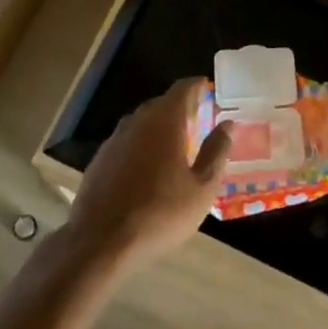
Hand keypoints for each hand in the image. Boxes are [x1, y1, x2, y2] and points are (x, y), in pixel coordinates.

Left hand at [66, 78, 231, 271]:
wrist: (100, 242)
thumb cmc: (160, 213)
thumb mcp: (201, 188)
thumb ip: (216, 152)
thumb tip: (227, 124)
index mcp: (164, 120)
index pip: (184, 88)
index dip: (199, 87)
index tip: (211, 92)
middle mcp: (137, 121)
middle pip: (162, 104)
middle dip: (182, 108)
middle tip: (200, 122)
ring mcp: (114, 139)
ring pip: (143, 123)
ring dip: (160, 128)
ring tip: (176, 146)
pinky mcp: (100, 159)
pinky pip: (127, 142)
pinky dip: (142, 146)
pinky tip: (148, 170)